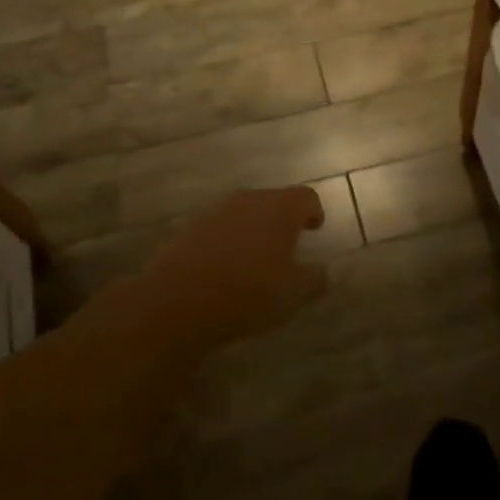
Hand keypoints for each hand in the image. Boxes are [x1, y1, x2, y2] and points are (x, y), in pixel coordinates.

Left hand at [136, 187, 328, 348]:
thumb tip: (323, 271)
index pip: (306, 197)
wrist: (176, 302)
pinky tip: (223, 269)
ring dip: (252, 230)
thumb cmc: (248, 291)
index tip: (314, 229)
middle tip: (286, 247)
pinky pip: (217, 229)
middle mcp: (248, 200)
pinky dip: (226, 241)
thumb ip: (314, 279)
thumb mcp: (293, 293)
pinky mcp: (187, 228)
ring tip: (254, 259)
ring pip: (243, 213)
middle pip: (273, 201)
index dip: (313, 212)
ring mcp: (214, 212)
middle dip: (281, 221)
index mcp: (280, 208)